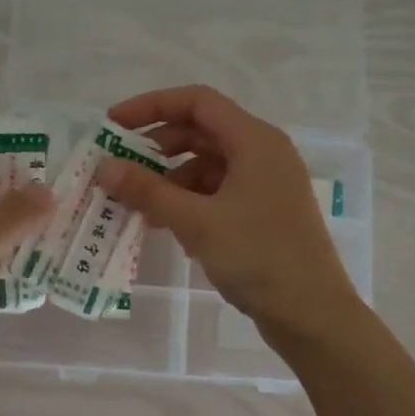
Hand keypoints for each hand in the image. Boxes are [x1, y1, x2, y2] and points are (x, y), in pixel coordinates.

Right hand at [97, 85, 360, 338]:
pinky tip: (168, 228)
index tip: (113, 124)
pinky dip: (189, 203)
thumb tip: (104, 167)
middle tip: (119, 169)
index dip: (151, 105)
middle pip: (200, 133)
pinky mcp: (262, 213)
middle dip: (156, 148)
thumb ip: (148, 191)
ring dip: (169, 181)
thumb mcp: (197, 222)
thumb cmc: (258, 256)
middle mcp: (263, 154)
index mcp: (255, 141)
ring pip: (207, 167)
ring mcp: (265, 185)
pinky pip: (217, 194)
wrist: (310, 312)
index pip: (197, 102)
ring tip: (138, 208)